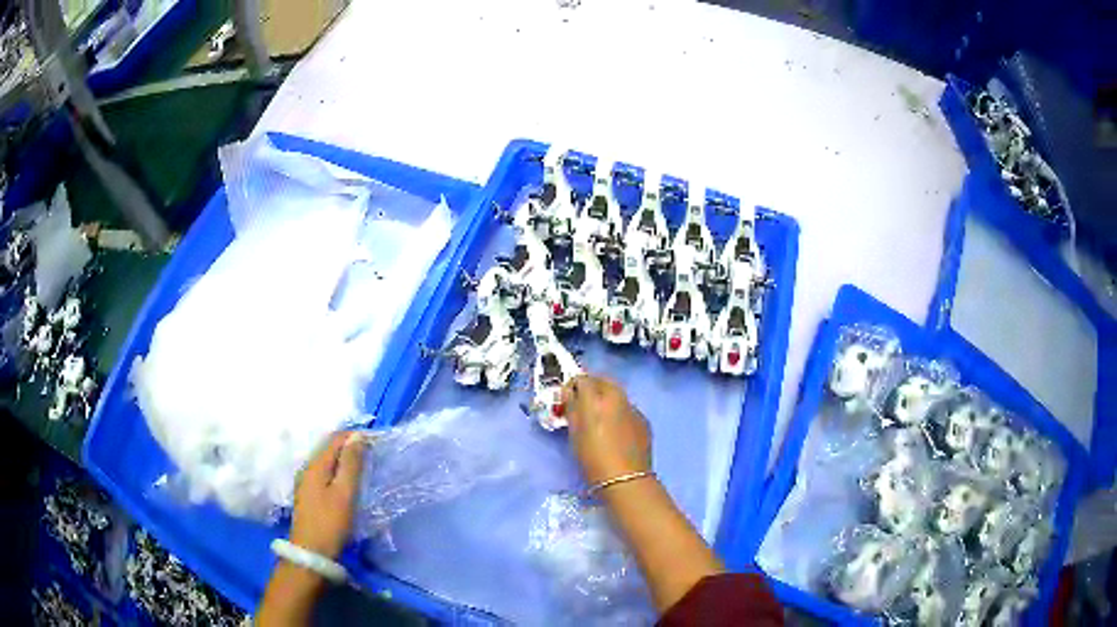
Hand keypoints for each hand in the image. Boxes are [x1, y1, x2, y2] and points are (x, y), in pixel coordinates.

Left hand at [290, 431, 366, 558]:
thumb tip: (358, 436)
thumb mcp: (345, 493)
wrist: (311, 552)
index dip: (356, 436)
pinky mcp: (308, 494)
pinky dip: (338, 470)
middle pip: (329, 447)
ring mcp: (306, 481)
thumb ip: (351, 464)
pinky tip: (348, 480)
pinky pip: (325, 472)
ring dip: (345, 458)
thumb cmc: (330, 522)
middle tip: (373, 451)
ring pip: (327, 460)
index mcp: (316, 464)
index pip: (336, 439)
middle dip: (350, 445)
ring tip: (365, 464)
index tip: (377, 440)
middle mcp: (307, 467)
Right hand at [561, 375, 651, 485]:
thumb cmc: (593, 457)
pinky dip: (619, 412)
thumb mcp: (574, 432)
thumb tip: (570, 394)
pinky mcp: (643, 420)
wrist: (625, 478)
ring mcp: (633, 408)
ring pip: (617, 394)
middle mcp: (617, 397)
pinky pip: (628, 408)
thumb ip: (571, 408)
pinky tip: (615, 430)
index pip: (582, 378)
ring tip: (598, 417)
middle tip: (582, 401)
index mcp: (596, 398)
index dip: (572, 385)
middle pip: (603, 380)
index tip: (567, 398)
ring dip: (606, 398)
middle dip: (591, 385)